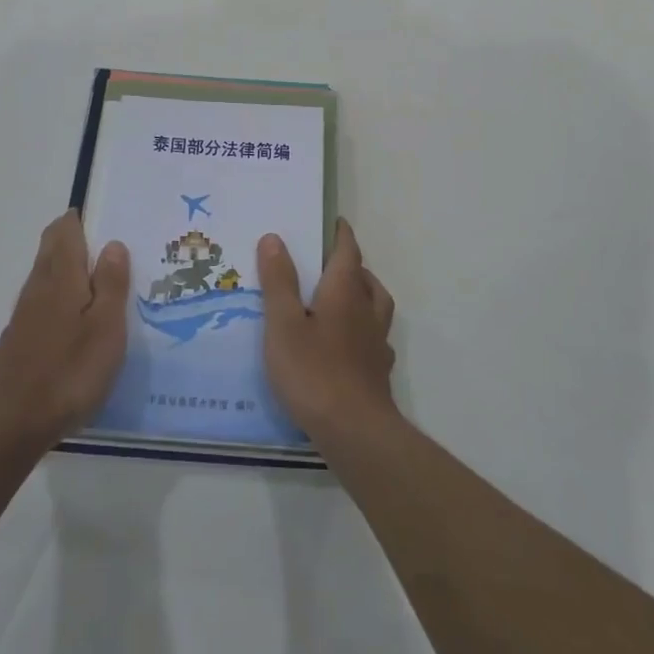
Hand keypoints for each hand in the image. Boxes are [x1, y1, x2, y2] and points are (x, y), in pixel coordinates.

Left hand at [0, 211, 128, 451]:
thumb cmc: (69, 371)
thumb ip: (111, 283)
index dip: (81, 218)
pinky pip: (43, 300)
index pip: (66, 231)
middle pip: (52, 248)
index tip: (105, 215)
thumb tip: (113, 243)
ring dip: (68, 265)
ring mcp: (25, 314)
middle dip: (74, 237)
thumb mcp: (106, 327)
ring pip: (46, 274)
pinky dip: (61, 293)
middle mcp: (39, 287)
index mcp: (62, 277)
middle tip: (108, 242)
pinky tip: (77, 316)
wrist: (11, 424)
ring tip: (99, 276)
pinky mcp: (20, 339)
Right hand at [257, 219, 397, 440]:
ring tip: (342, 299)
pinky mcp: (377, 373)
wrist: (355, 431)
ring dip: (363, 294)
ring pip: (377, 307)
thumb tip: (275, 237)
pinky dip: (363, 331)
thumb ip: (279, 281)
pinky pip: (374, 339)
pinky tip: (349, 345)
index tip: (335, 222)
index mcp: (344, 293)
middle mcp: (366, 312)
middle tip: (331, 262)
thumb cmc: (314, 371)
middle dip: (351, 265)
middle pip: (366, 279)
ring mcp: (376, 344)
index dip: (341, 235)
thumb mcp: (283, 323)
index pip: (348, 252)